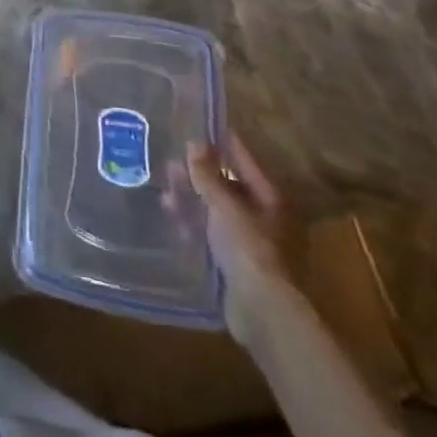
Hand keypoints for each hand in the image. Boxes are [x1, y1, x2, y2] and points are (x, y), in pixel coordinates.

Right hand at [187, 137, 305, 337]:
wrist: (262, 310)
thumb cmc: (249, 248)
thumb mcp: (224, 205)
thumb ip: (207, 175)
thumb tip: (194, 142)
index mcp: (271, 199)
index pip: (244, 160)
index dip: (222, 143)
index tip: (199, 126)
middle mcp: (265, 218)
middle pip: (229, 187)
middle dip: (200, 175)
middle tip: (171, 163)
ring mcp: (252, 242)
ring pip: (218, 211)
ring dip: (193, 200)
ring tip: (165, 192)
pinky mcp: (238, 264)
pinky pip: (212, 234)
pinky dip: (195, 225)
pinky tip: (174, 219)